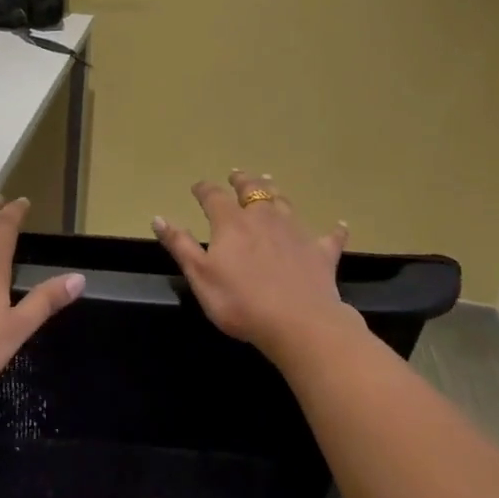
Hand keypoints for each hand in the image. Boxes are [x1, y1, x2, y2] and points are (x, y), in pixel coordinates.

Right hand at [153, 171, 355, 360]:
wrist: (299, 323)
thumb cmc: (240, 302)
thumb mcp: (200, 276)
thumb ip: (180, 245)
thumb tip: (158, 218)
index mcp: (232, 223)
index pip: (214, 197)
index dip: (204, 190)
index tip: (198, 187)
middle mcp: (263, 218)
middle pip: (252, 191)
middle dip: (242, 181)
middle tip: (237, 174)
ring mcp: (296, 233)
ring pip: (284, 203)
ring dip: (275, 192)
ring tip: (270, 183)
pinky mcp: (321, 253)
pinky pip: (330, 237)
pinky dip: (333, 230)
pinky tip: (340, 225)